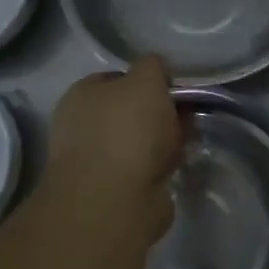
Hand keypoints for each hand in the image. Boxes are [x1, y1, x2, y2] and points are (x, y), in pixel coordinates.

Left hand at [44, 55, 181, 239]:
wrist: (114, 202)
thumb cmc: (127, 130)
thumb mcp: (146, 80)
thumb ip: (152, 66)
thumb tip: (155, 70)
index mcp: (81, 94)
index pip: (117, 77)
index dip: (147, 80)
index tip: (173, 89)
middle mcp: (82, 125)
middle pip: (130, 110)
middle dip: (159, 113)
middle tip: (186, 117)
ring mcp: (94, 161)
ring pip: (139, 141)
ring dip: (162, 142)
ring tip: (186, 143)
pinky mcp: (111, 192)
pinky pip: (143, 169)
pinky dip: (159, 167)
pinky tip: (175, 166)